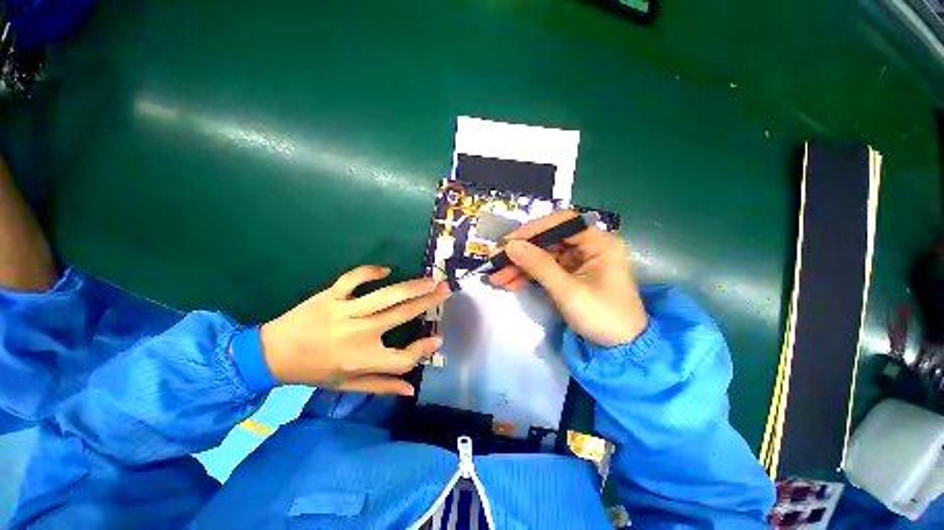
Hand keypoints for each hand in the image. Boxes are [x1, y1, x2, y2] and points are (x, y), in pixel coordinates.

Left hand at [260, 266, 449, 394]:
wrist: (271, 354)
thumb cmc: (313, 372)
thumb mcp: (346, 386)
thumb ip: (381, 386)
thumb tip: (411, 389)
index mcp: (361, 360)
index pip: (402, 359)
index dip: (423, 350)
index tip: (437, 339)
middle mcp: (357, 334)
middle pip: (401, 316)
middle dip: (428, 302)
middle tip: (446, 290)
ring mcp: (344, 312)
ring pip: (386, 296)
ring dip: (412, 286)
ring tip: (431, 280)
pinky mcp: (330, 296)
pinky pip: (354, 279)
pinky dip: (370, 272)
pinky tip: (387, 270)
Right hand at [489, 211, 647, 346]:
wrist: (619, 348)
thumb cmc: (601, 316)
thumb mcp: (567, 290)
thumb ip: (539, 265)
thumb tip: (510, 246)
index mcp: (599, 242)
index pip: (563, 223)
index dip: (535, 229)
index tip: (511, 241)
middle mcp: (589, 246)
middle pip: (549, 241)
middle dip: (522, 253)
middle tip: (497, 261)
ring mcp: (577, 261)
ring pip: (543, 256)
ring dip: (520, 267)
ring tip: (497, 278)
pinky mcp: (569, 275)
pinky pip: (544, 269)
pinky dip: (527, 276)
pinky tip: (509, 283)